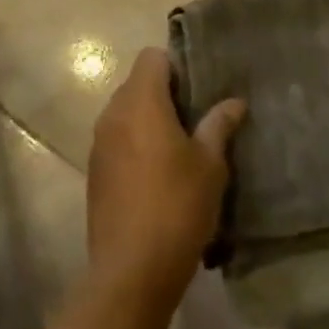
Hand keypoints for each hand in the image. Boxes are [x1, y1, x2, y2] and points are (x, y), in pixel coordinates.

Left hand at [87, 49, 245, 305]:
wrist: (131, 271)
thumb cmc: (177, 207)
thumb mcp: (210, 165)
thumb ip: (219, 125)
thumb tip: (235, 101)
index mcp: (141, 101)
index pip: (152, 57)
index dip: (176, 66)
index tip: (198, 90)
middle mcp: (113, 112)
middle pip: (137, 82)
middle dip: (164, 93)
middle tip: (196, 119)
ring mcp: (99, 142)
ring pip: (125, 111)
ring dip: (149, 119)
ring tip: (179, 148)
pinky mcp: (94, 170)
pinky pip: (116, 139)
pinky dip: (134, 143)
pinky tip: (157, 175)